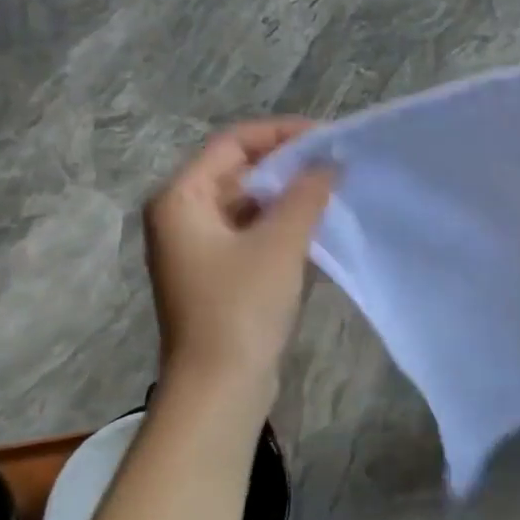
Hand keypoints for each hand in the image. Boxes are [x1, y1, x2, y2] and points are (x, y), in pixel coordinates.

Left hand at [143, 119, 334, 399]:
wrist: (219, 386)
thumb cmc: (241, 307)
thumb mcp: (279, 244)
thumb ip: (306, 195)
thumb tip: (329, 162)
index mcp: (181, 198)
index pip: (233, 143)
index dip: (281, 134)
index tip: (328, 137)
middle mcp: (182, 216)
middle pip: (238, 171)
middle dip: (288, 165)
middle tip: (338, 164)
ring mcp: (198, 248)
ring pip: (247, 203)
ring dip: (288, 196)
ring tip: (334, 191)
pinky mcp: (217, 274)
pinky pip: (251, 233)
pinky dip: (281, 225)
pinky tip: (317, 226)